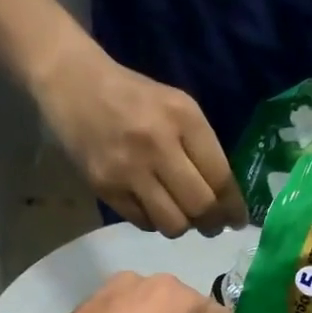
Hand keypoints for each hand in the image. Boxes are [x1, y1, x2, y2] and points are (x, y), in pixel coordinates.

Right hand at [33, 42, 248, 236]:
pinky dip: (154, 222)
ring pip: (172, 223)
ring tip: (181, 217)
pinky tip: (152, 208)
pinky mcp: (105, 187)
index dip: (233, 207)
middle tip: (212, 227)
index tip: (237, 221)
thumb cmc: (134, 97)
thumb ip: (201, 148)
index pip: (220, 177)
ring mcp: (129, 169)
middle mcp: (159, 144)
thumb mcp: (177, 107)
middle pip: (200, 206)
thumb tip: (223, 199)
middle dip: (211, 224)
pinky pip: (143, 222)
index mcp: (184, 118)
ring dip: (182, 227)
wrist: (74, 85)